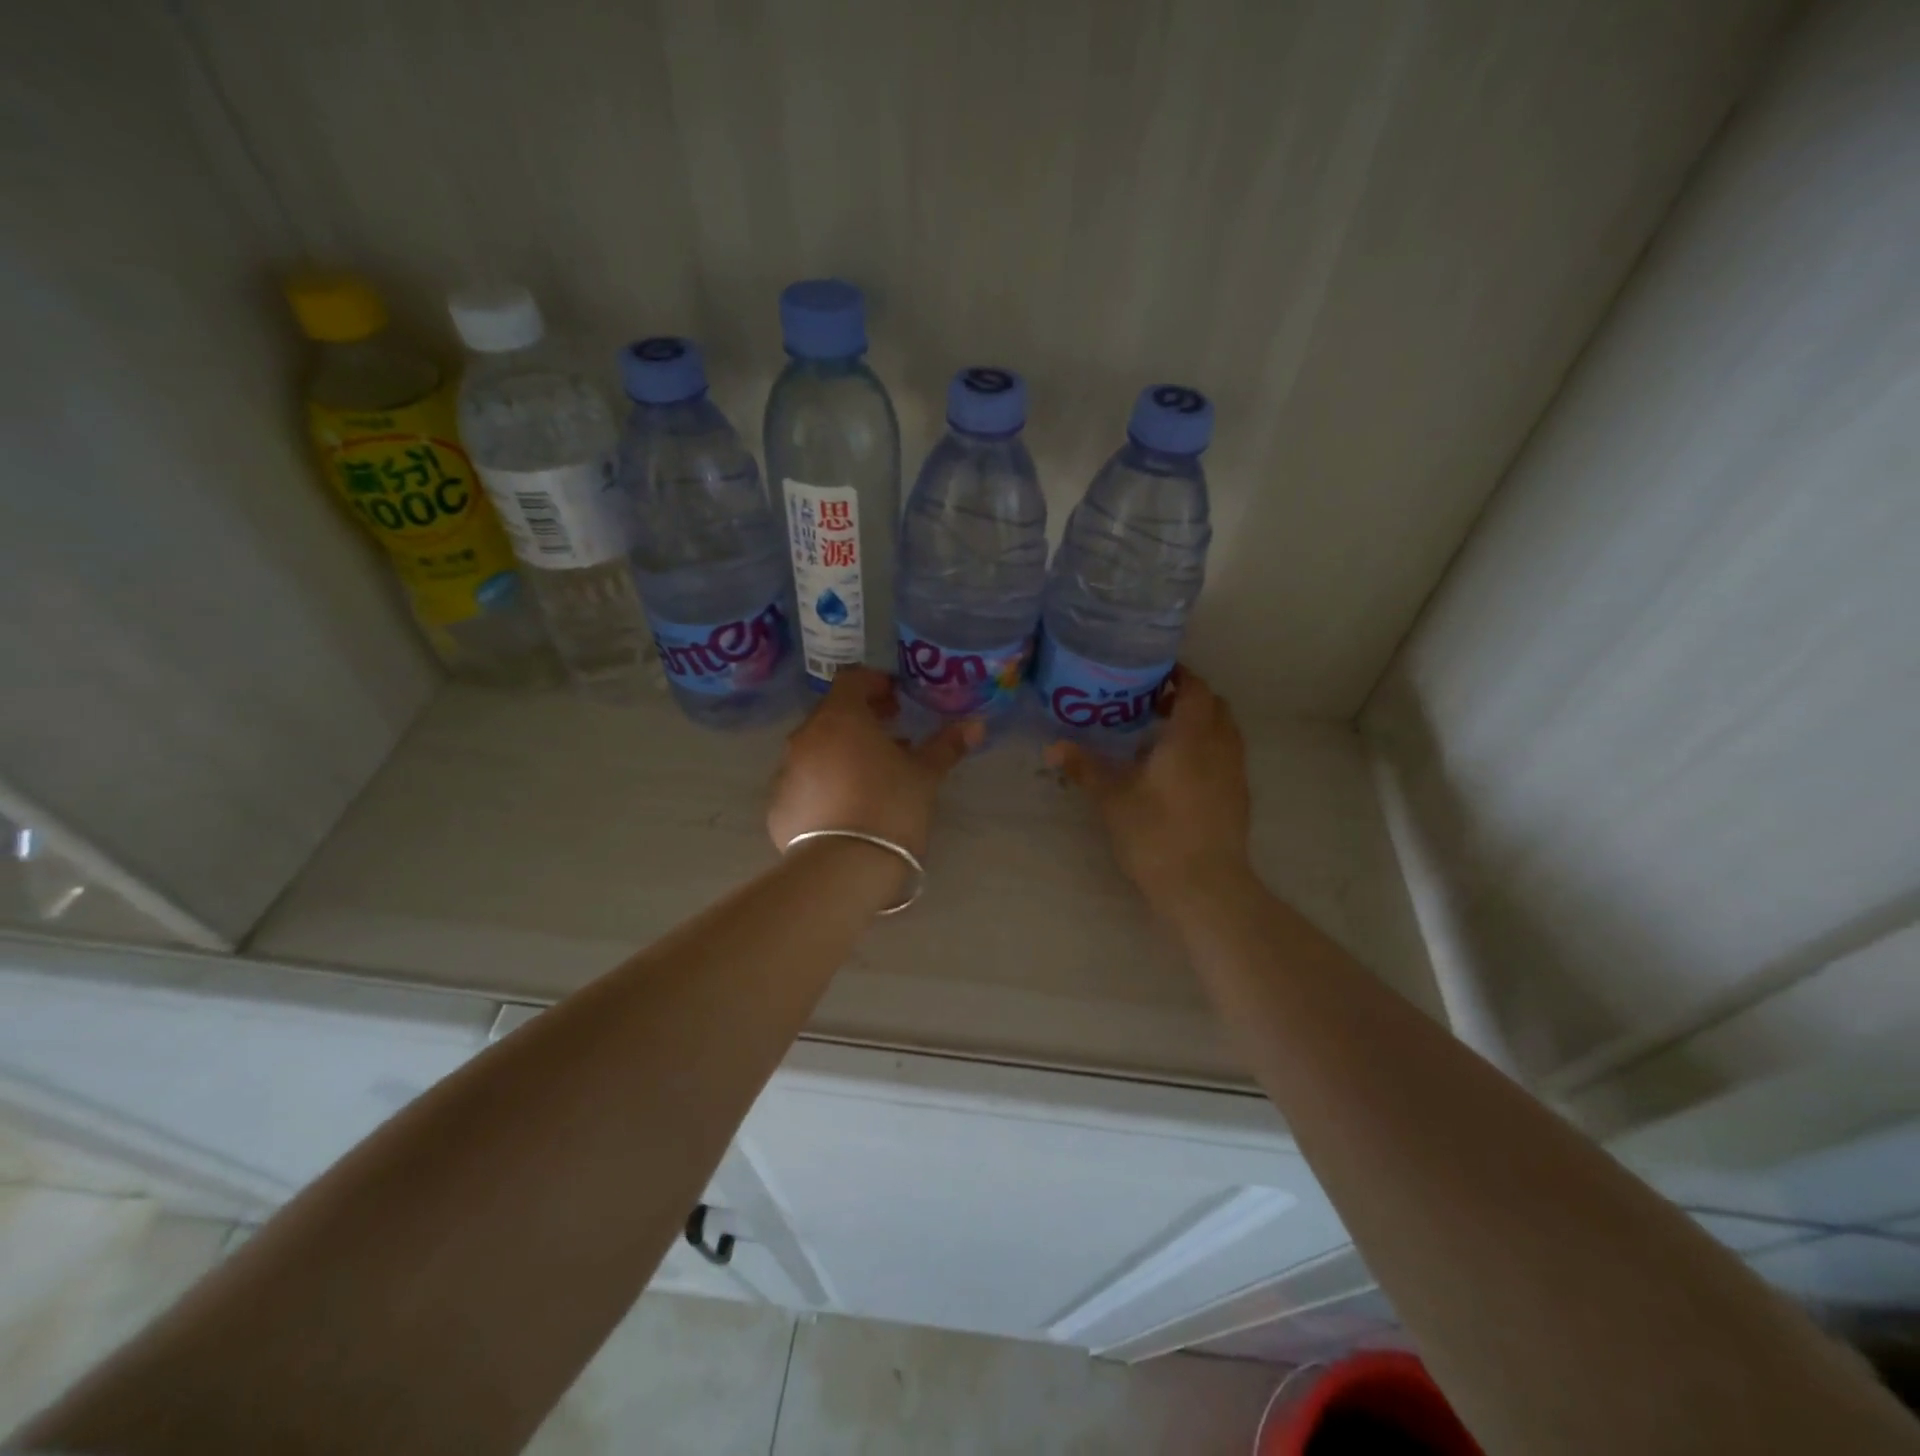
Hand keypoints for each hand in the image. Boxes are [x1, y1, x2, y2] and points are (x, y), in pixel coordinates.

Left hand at [767, 666, 981, 861]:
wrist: (843, 869)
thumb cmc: (890, 807)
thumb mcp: (925, 775)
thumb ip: (946, 745)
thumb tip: (975, 724)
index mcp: (840, 718)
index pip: (852, 681)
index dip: (875, 684)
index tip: (896, 701)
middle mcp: (805, 737)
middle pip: (832, 714)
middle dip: (860, 720)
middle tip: (889, 737)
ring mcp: (786, 772)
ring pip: (815, 749)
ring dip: (840, 752)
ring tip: (869, 776)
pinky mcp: (778, 806)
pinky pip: (803, 783)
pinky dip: (823, 784)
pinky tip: (845, 807)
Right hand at [1046, 666, 1252, 914]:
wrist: (1205, 886)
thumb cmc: (1155, 833)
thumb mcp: (1112, 798)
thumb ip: (1085, 767)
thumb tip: (1052, 746)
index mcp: (1192, 736)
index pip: (1194, 688)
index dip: (1177, 675)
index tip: (1152, 674)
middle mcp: (1221, 746)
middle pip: (1214, 705)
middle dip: (1187, 698)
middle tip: (1152, 705)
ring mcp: (1235, 773)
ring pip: (1224, 732)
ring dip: (1199, 725)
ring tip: (1163, 738)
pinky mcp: (1239, 797)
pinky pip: (1226, 757)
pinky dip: (1207, 750)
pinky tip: (1177, 774)